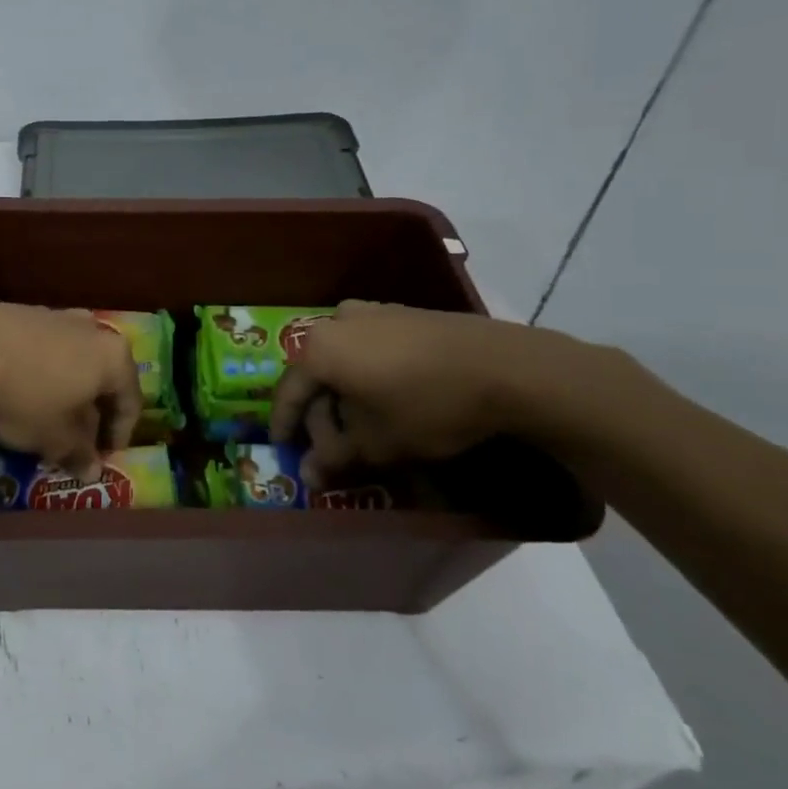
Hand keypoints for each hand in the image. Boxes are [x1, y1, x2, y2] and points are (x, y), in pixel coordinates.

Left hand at [0, 305, 142, 475]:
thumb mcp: (56, 438)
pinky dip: (39, 368)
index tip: (104, 456)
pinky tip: (18, 386)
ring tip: (45, 413)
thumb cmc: (27, 398)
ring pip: (72, 356)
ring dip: (66, 385)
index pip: (131, 400)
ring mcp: (55, 314)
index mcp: (113, 357)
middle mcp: (91, 328)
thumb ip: (80, 453)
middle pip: (102, 374)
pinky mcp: (20, 310)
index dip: (120, 433)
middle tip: (77, 437)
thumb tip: (92, 471)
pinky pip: (42, 345)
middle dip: (92, 408)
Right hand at [268, 300, 590, 485]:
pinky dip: (367, 374)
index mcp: (319, 349)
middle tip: (331, 446)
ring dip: (344, 393)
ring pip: (342, 358)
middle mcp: (336, 322)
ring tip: (361, 423)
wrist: (505, 368)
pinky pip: (369, 347)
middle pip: (315, 373)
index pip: (287, 391)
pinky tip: (387, 397)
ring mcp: (371, 312)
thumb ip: (335, 458)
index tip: (282, 448)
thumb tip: (308, 476)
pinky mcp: (403, 313)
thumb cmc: (427, 407)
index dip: (283, 424)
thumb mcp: (378, 444)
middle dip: (320, 412)